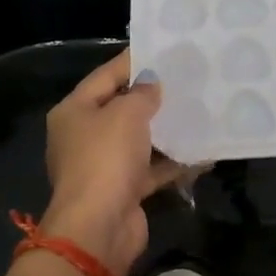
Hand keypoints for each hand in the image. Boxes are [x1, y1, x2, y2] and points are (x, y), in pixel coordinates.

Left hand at [41, 51, 186, 270]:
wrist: (99, 227)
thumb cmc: (106, 158)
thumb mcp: (126, 114)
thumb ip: (143, 93)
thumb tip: (151, 83)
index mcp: (74, 111)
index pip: (105, 76)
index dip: (133, 61)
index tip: (162, 49)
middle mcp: (84, 135)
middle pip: (121, 107)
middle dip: (152, 95)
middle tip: (186, 79)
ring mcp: (103, 165)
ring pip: (138, 139)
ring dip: (165, 129)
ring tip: (198, 110)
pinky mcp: (123, 189)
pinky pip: (151, 167)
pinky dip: (172, 161)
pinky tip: (202, 151)